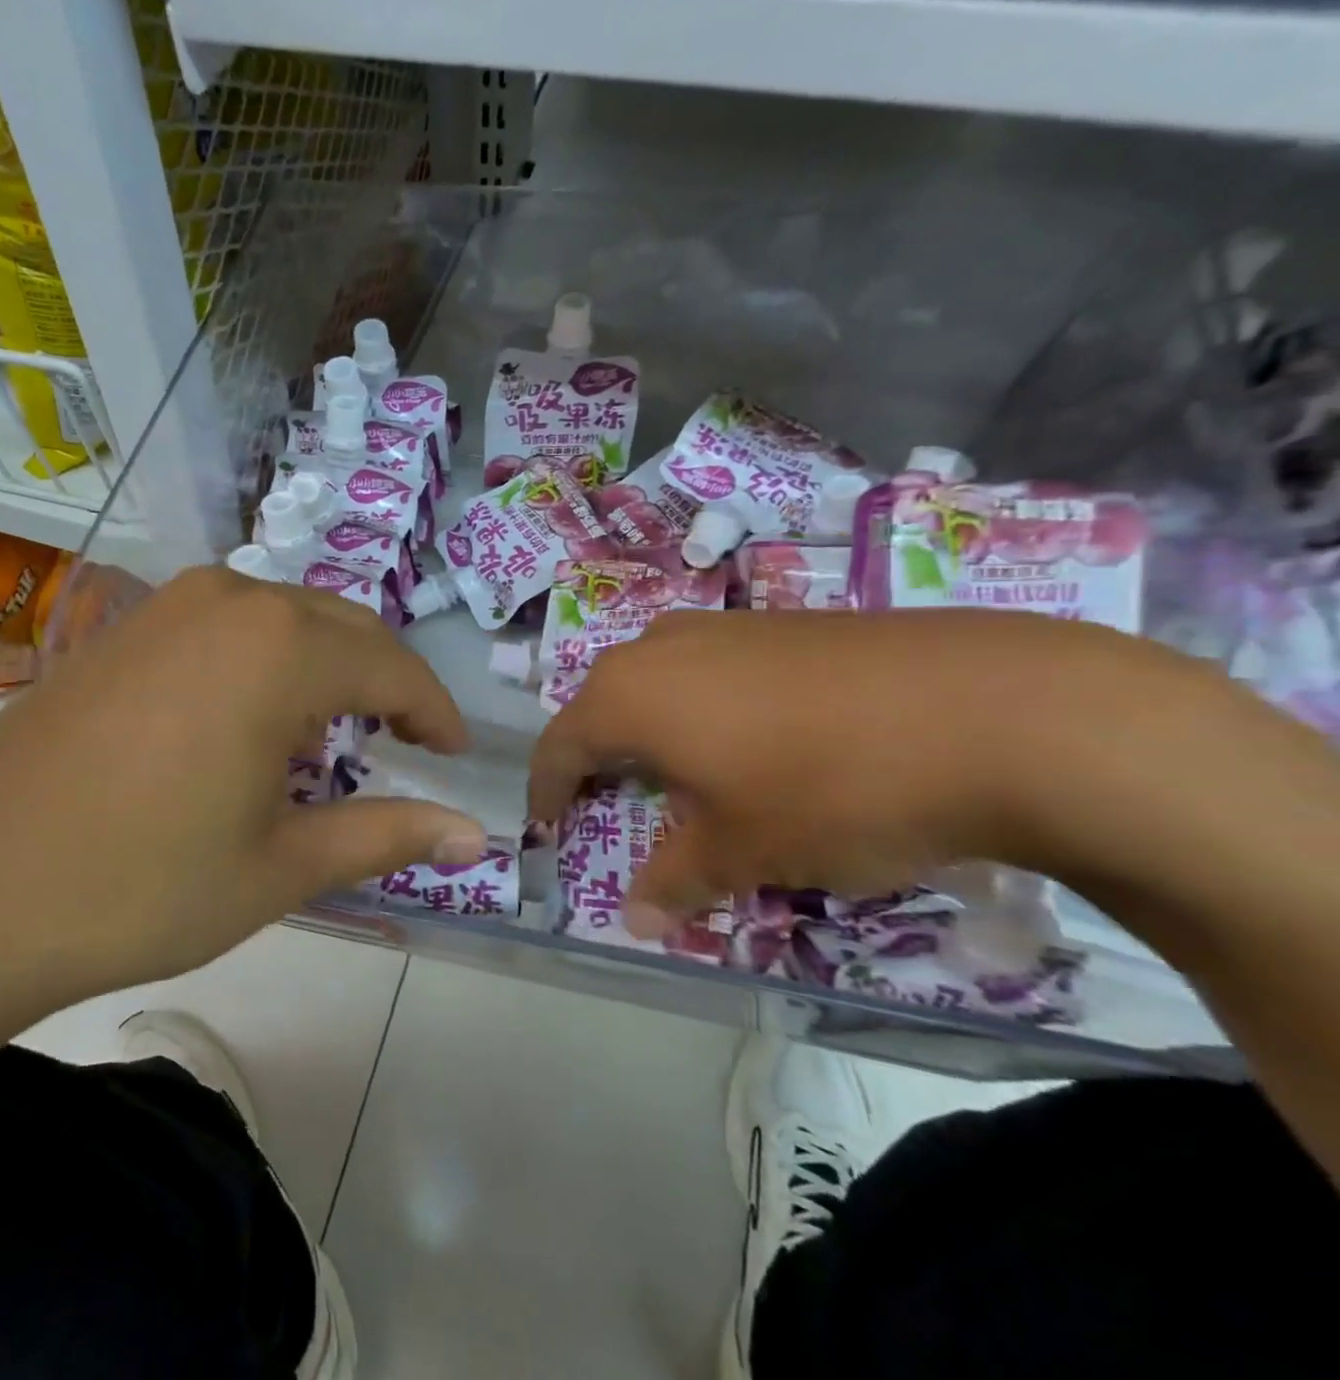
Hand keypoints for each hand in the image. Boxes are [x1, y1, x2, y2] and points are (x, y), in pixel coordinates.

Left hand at [0, 566, 485, 1091]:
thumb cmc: (140, 885)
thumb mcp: (281, 866)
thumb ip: (387, 836)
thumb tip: (476, 837)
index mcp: (280, 647)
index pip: (392, 667)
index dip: (434, 712)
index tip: (454, 756)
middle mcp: (229, 601)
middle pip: (343, 630)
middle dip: (388, 685)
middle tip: (407, 746)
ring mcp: (167, 607)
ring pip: (285, 620)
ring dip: (326, 670)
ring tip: (333, 739)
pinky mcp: (122, 630)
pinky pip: (228, 628)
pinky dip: (267, 664)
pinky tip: (250, 723)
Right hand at [527, 608, 1230, 938]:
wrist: (993, 711)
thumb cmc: (828, 788)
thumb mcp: (742, 851)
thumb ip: (675, 881)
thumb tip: (634, 919)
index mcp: (628, 695)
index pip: (559, 746)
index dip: (548, 791)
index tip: (550, 827)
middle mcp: (661, 647)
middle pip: (605, 706)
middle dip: (602, 759)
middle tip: (616, 804)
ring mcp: (726, 626)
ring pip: (661, 682)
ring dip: (657, 731)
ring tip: (687, 777)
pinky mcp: (786, 623)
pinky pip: (716, 668)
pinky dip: (710, 709)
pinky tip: (760, 742)